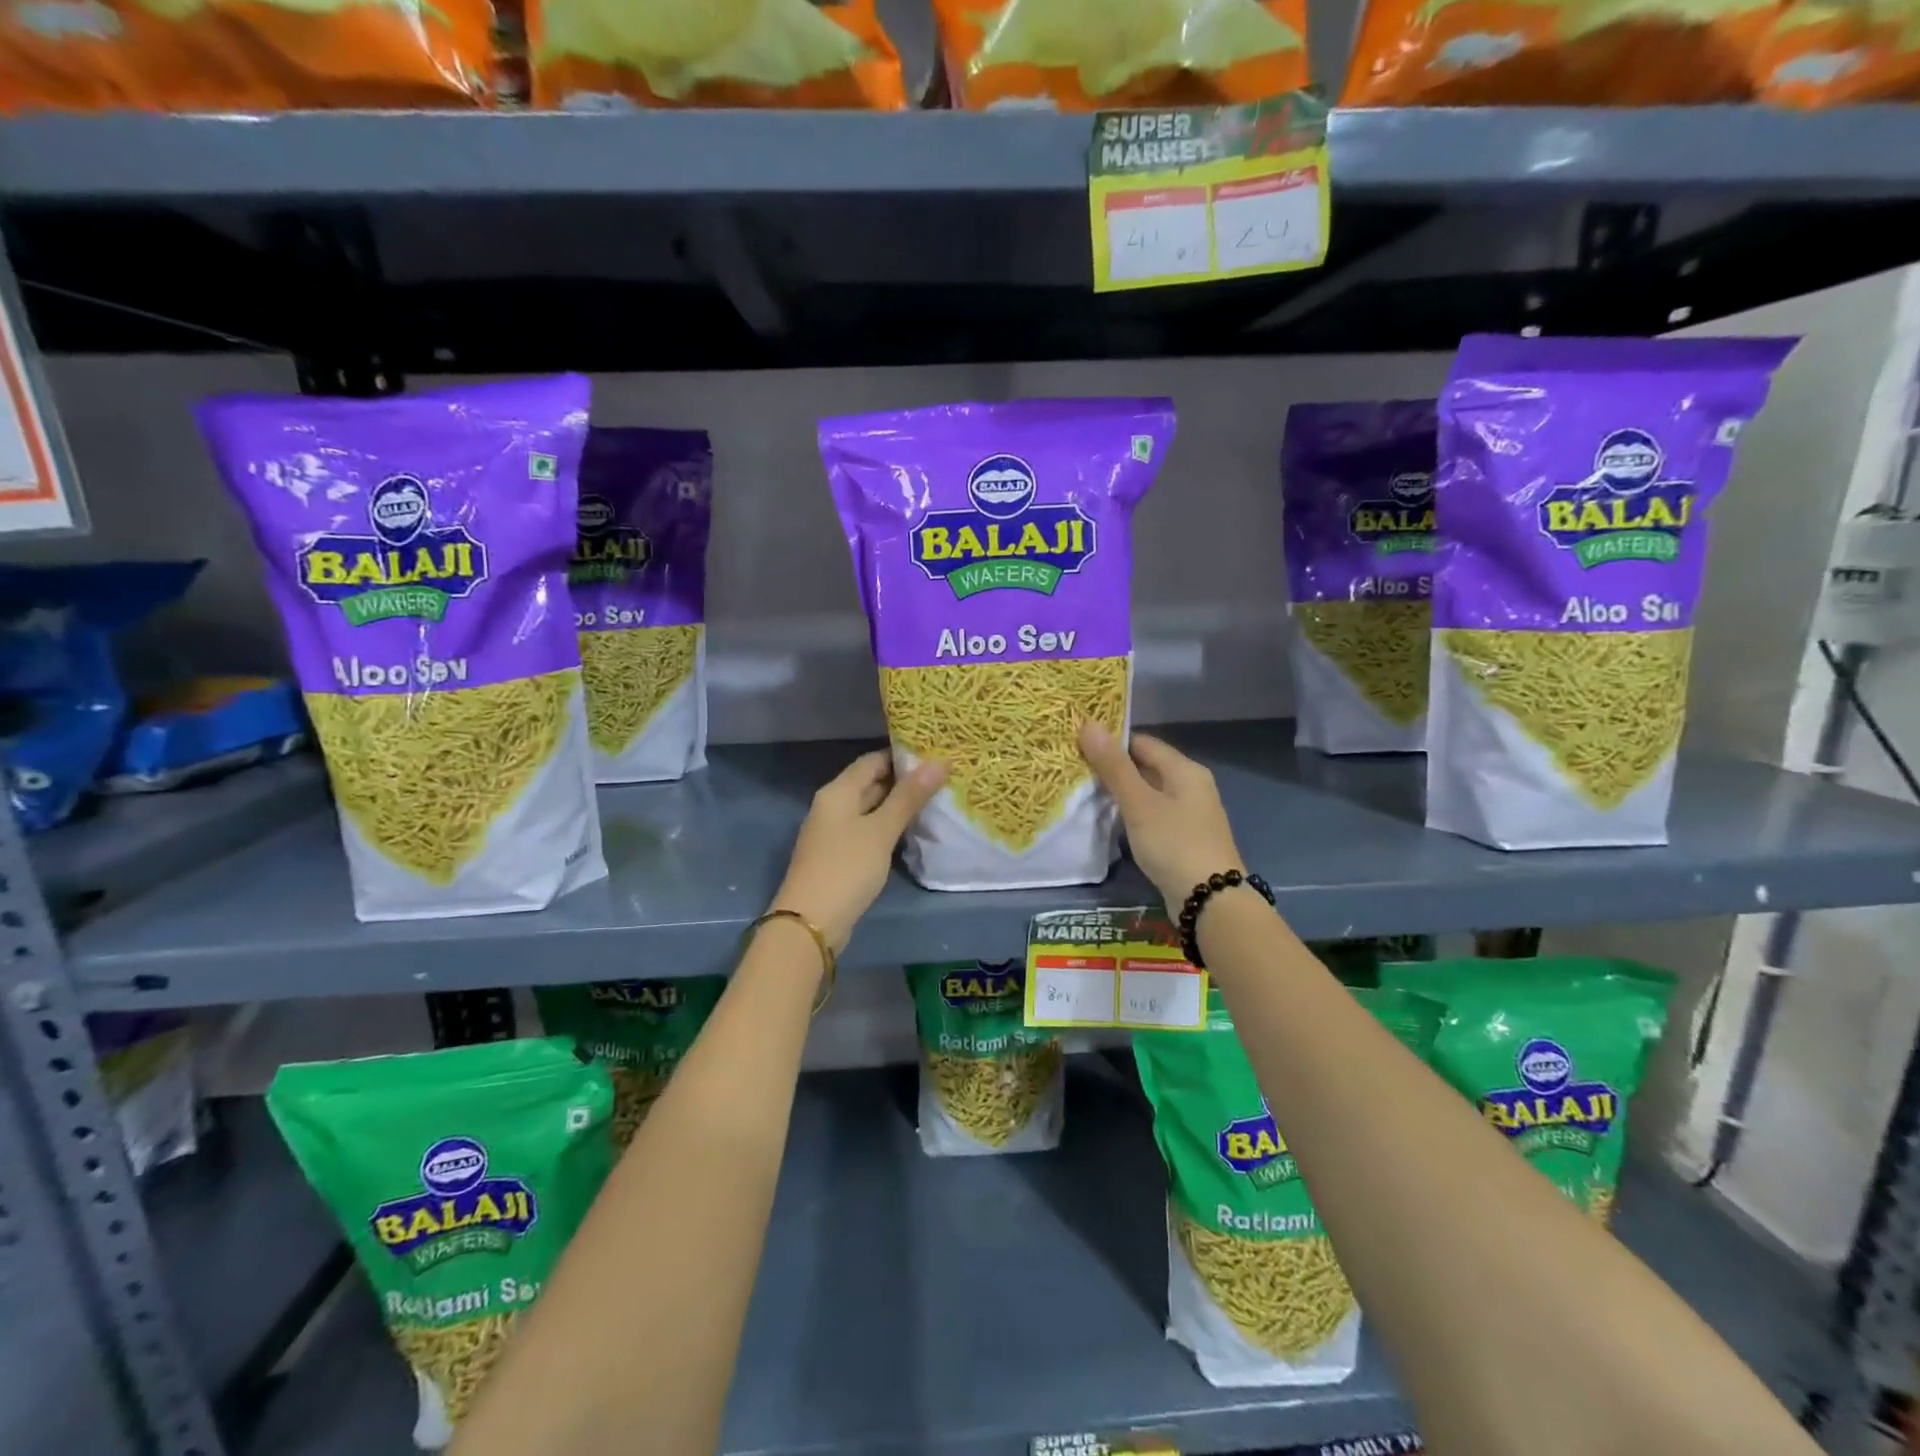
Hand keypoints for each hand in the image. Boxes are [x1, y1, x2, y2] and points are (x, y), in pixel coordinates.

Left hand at [772, 750, 946, 951]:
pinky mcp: (839, 856)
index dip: (903, 755)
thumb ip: (909, 797)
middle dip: (904, 781)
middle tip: (943, 778)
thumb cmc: (847, 868)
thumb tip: (939, 762)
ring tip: (935, 801)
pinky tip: (911, 832)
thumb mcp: (881, 830)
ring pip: (871, 809)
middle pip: (871, 783)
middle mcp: (833, 806)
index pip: (872, 760)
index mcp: (838, 791)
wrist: (810, 922)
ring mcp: (834, 832)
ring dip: (898, 805)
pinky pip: (867, 831)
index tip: (935, 754)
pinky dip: (888, 827)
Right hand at [1079, 722, 1243, 909]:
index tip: (1078, 746)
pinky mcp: (1183, 839)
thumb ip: (1113, 766)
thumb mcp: (1139, 803)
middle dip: (1113, 768)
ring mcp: (1189, 815)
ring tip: (1084, 794)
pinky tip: (1110, 822)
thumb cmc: (1174, 844)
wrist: (1210, 900)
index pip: (1142, 743)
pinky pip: (1153, 816)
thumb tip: (1088, 723)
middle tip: (1075, 770)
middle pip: (1146, 767)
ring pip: (1149, 793)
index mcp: (1185, 770)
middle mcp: (1191, 786)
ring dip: (1121, 793)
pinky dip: (1132, 814)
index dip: (1111, 742)